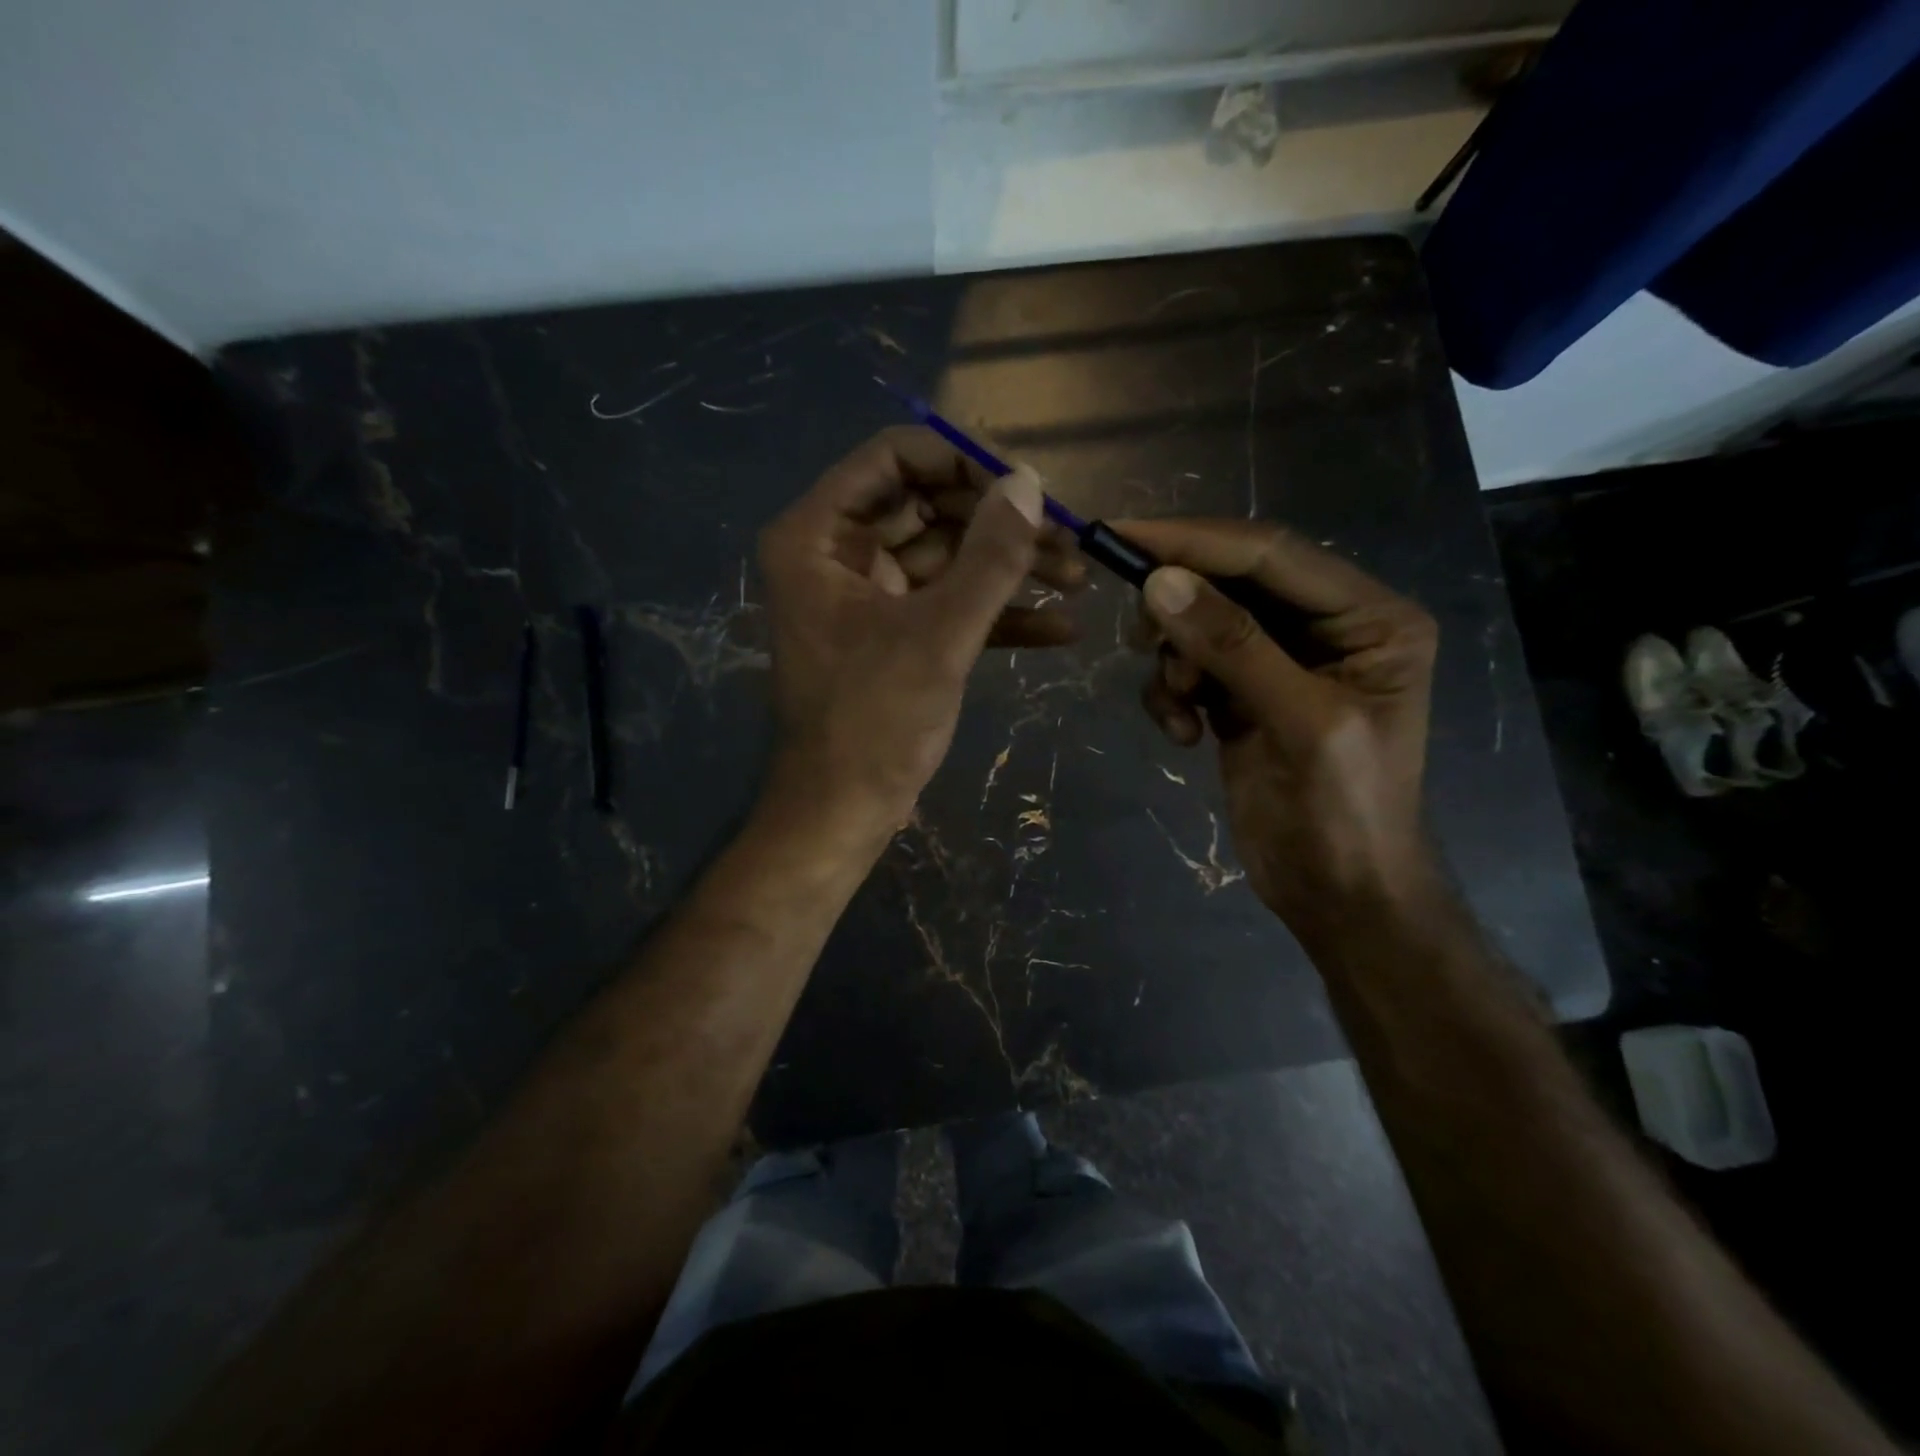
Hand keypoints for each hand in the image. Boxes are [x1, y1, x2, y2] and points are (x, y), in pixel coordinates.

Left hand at [758, 426, 1084, 844]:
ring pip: (948, 558)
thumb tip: (1030, 483)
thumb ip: (989, 557)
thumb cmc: (875, 722)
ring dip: (1010, 568)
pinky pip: (949, 605)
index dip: (962, 461)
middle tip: (1067, 537)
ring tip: (1079, 577)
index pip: (893, 458)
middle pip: (929, 506)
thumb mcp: (939, 635)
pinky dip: (999, 615)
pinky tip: (1062, 627)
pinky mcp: (897, 635)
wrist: (844, 813)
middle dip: (1000, 523)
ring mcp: (870, 596)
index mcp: (819, 536)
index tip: (1025, 485)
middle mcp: (839, 554)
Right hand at [1120, 518, 1437, 932]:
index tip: (1120, 536)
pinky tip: (1184, 736)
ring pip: (1200, 624)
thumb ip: (1233, 647)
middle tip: (1138, 637)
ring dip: (1175, 662)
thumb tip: (1158, 582)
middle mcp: (1326, 626)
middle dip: (1178, 607)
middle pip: (1231, 581)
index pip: (1270, 554)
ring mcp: (1280, 661)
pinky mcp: (1243, 695)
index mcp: (1368, 616)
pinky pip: (1190, 668)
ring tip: (1181, 708)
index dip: (1194, 541)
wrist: (1339, 895)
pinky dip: (1173, 695)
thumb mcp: (1300, 723)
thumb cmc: (1346, 813)